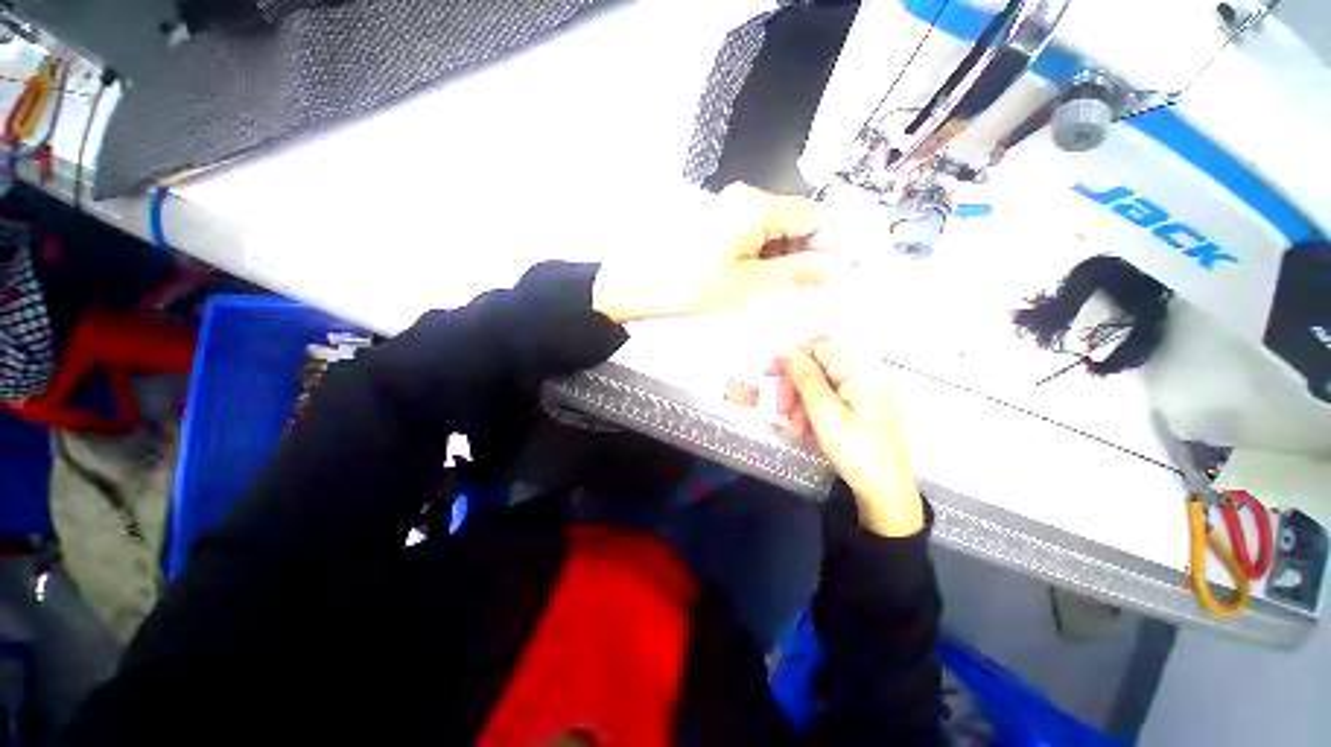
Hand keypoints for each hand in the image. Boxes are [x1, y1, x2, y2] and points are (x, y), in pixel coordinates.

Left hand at [592, 183, 838, 322]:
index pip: (814, 215)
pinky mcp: (721, 228)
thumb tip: (835, 268)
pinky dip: (770, 259)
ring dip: (791, 258)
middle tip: (822, 287)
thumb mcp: (749, 284)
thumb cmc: (688, 286)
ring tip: (798, 289)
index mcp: (755, 207)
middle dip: (813, 253)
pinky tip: (771, 282)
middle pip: (796, 221)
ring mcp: (731, 213)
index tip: (846, 270)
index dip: (835, 242)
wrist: (639, 286)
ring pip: (777, 232)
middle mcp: (745, 201)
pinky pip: (757, 239)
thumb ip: (796, 272)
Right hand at [772, 338, 924, 537]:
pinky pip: (826, 400)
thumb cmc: (857, 452)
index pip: (820, 346)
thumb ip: (806, 379)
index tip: (771, 374)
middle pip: (817, 366)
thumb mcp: (825, 414)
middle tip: (782, 409)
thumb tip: (786, 352)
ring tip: (793, 427)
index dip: (793, 357)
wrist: (885, 492)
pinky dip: (810, 412)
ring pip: (818, 385)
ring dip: (799, 403)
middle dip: (794, 385)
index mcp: (862, 372)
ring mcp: (861, 393)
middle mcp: (863, 376)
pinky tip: (803, 430)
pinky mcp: (856, 408)